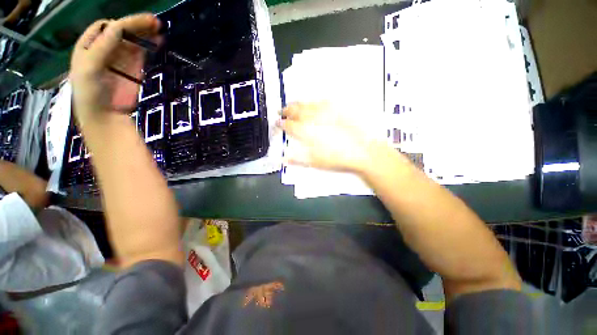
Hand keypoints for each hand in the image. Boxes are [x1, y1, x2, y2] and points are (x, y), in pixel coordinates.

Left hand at [70, 14, 160, 125]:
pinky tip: (158, 42)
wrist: (106, 114)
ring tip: (159, 29)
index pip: (106, 27)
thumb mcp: (90, 66)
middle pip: (123, 30)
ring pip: (134, 40)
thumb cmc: (91, 91)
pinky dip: (150, 46)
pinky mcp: (134, 68)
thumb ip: (102, 46)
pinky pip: (142, 53)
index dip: (122, 23)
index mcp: (90, 44)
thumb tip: (120, 27)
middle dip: (137, 25)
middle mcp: (105, 47)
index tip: (138, 25)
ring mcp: (121, 58)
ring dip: (146, 33)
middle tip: (155, 22)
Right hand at [280, 102, 385, 173]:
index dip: (280, 124)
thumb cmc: (337, 158)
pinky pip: (320, 101)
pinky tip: (313, 105)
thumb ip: (297, 159)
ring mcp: (324, 111)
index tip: (277, 124)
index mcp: (305, 131)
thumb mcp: (314, 162)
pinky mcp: (336, 108)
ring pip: (306, 103)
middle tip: (282, 112)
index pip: (288, 125)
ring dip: (296, 105)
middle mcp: (312, 118)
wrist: (362, 150)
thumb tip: (284, 158)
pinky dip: (313, 103)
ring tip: (293, 106)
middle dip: (286, 111)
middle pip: (294, 110)